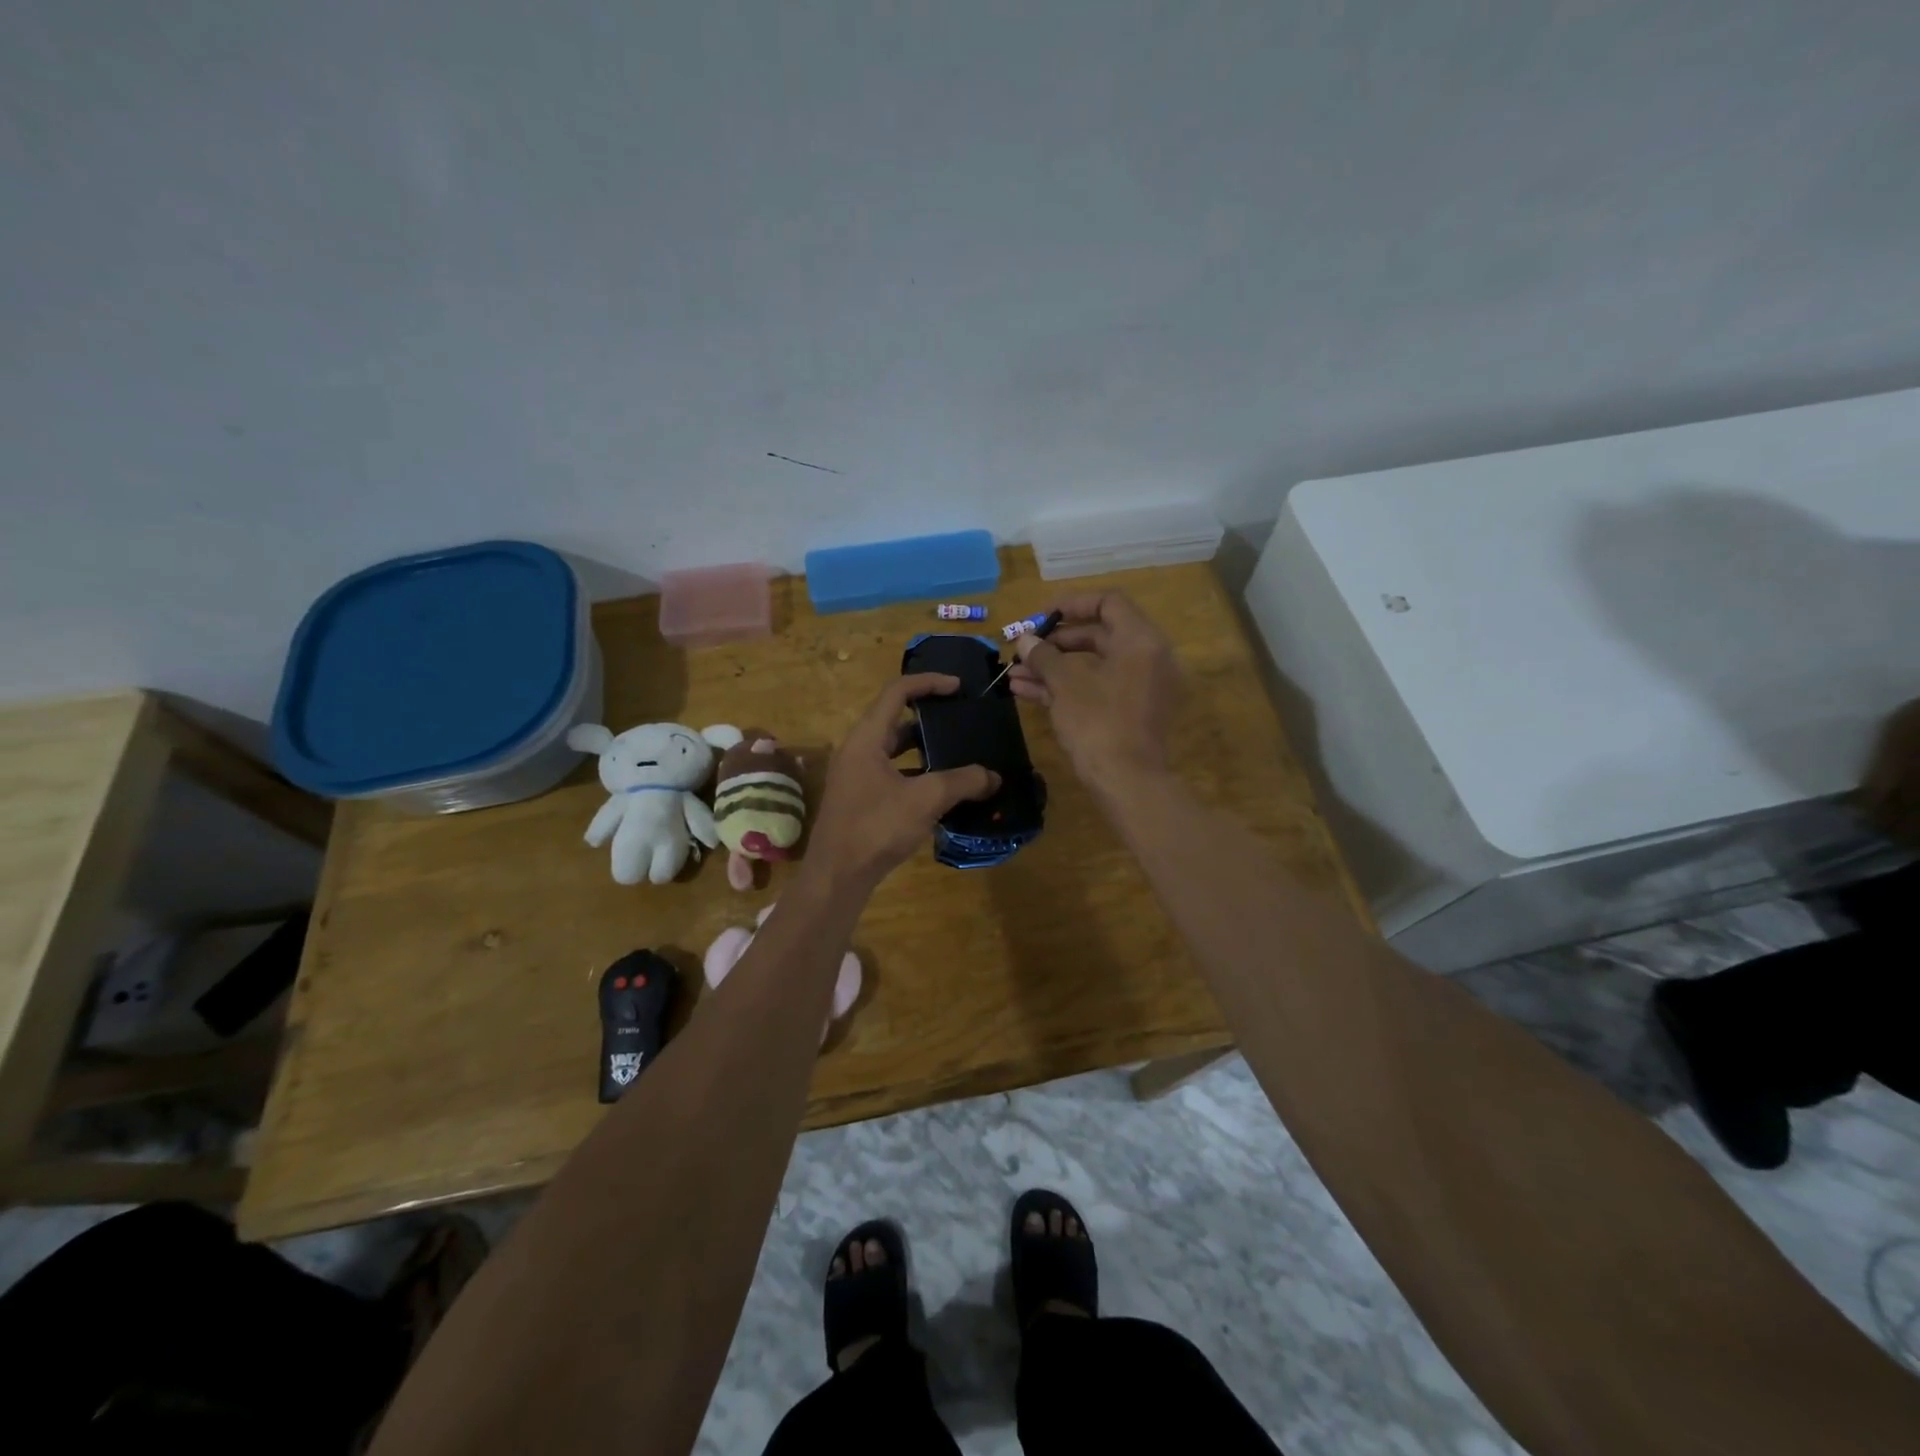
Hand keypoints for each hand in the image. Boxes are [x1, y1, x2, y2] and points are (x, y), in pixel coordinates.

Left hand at [807, 674, 1001, 886]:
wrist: (837, 876)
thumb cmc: (876, 827)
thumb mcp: (925, 799)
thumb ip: (962, 782)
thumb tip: (994, 777)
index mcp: (866, 738)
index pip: (897, 692)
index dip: (929, 683)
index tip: (958, 687)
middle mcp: (857, 750)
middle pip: (895, 720)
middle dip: (930, 718)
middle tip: (961, 722)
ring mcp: (856, 776)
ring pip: (895, 750)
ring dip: (925, 750)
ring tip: (959, 755)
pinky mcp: (860, 799)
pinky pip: (893, 774)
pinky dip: (917, 775)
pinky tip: (942, 791)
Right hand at [1009, 591, 1180, 783]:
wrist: (1127, 782)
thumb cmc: (1098, 722)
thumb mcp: (1065, 684)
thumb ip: (1044, 655)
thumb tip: (1024, 639)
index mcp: (1140, 640)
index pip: (1109, 602)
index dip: (1072, 604)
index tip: (1041, 616)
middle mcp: (1147, 658)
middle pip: (1098, 635)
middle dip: (1055, 643)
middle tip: (1023, 649)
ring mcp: (1140, 688)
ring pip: (1092, 666)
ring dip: (1053, 668)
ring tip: (1014, 674)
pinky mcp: (1130, 713)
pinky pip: (1096, 688)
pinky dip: (1065, 688)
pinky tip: (1025, 693)